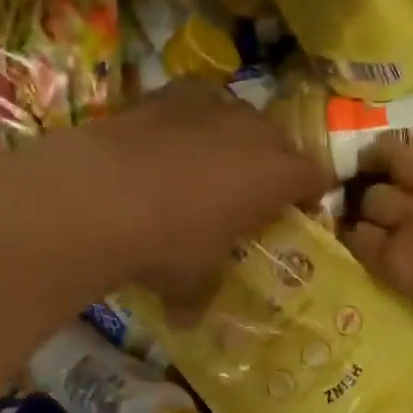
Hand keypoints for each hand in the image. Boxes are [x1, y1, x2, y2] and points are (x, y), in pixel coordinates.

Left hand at [62, 80, 331, 306]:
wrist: (97, 196)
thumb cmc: (167, 244)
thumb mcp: (193, 281)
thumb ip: (203, 293)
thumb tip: (189, 319)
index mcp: (275, 176)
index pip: (315, 176)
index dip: (309, 194)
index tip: (296, 212)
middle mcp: (252, 131)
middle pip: (280, 140)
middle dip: (273, 164)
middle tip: (252, 193)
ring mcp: (208, 105)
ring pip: (238, 116)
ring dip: (233, 138)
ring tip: (209, 166)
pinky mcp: (165, 94)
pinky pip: (194, 104)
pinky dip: (190, 122)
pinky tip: (168, 145)